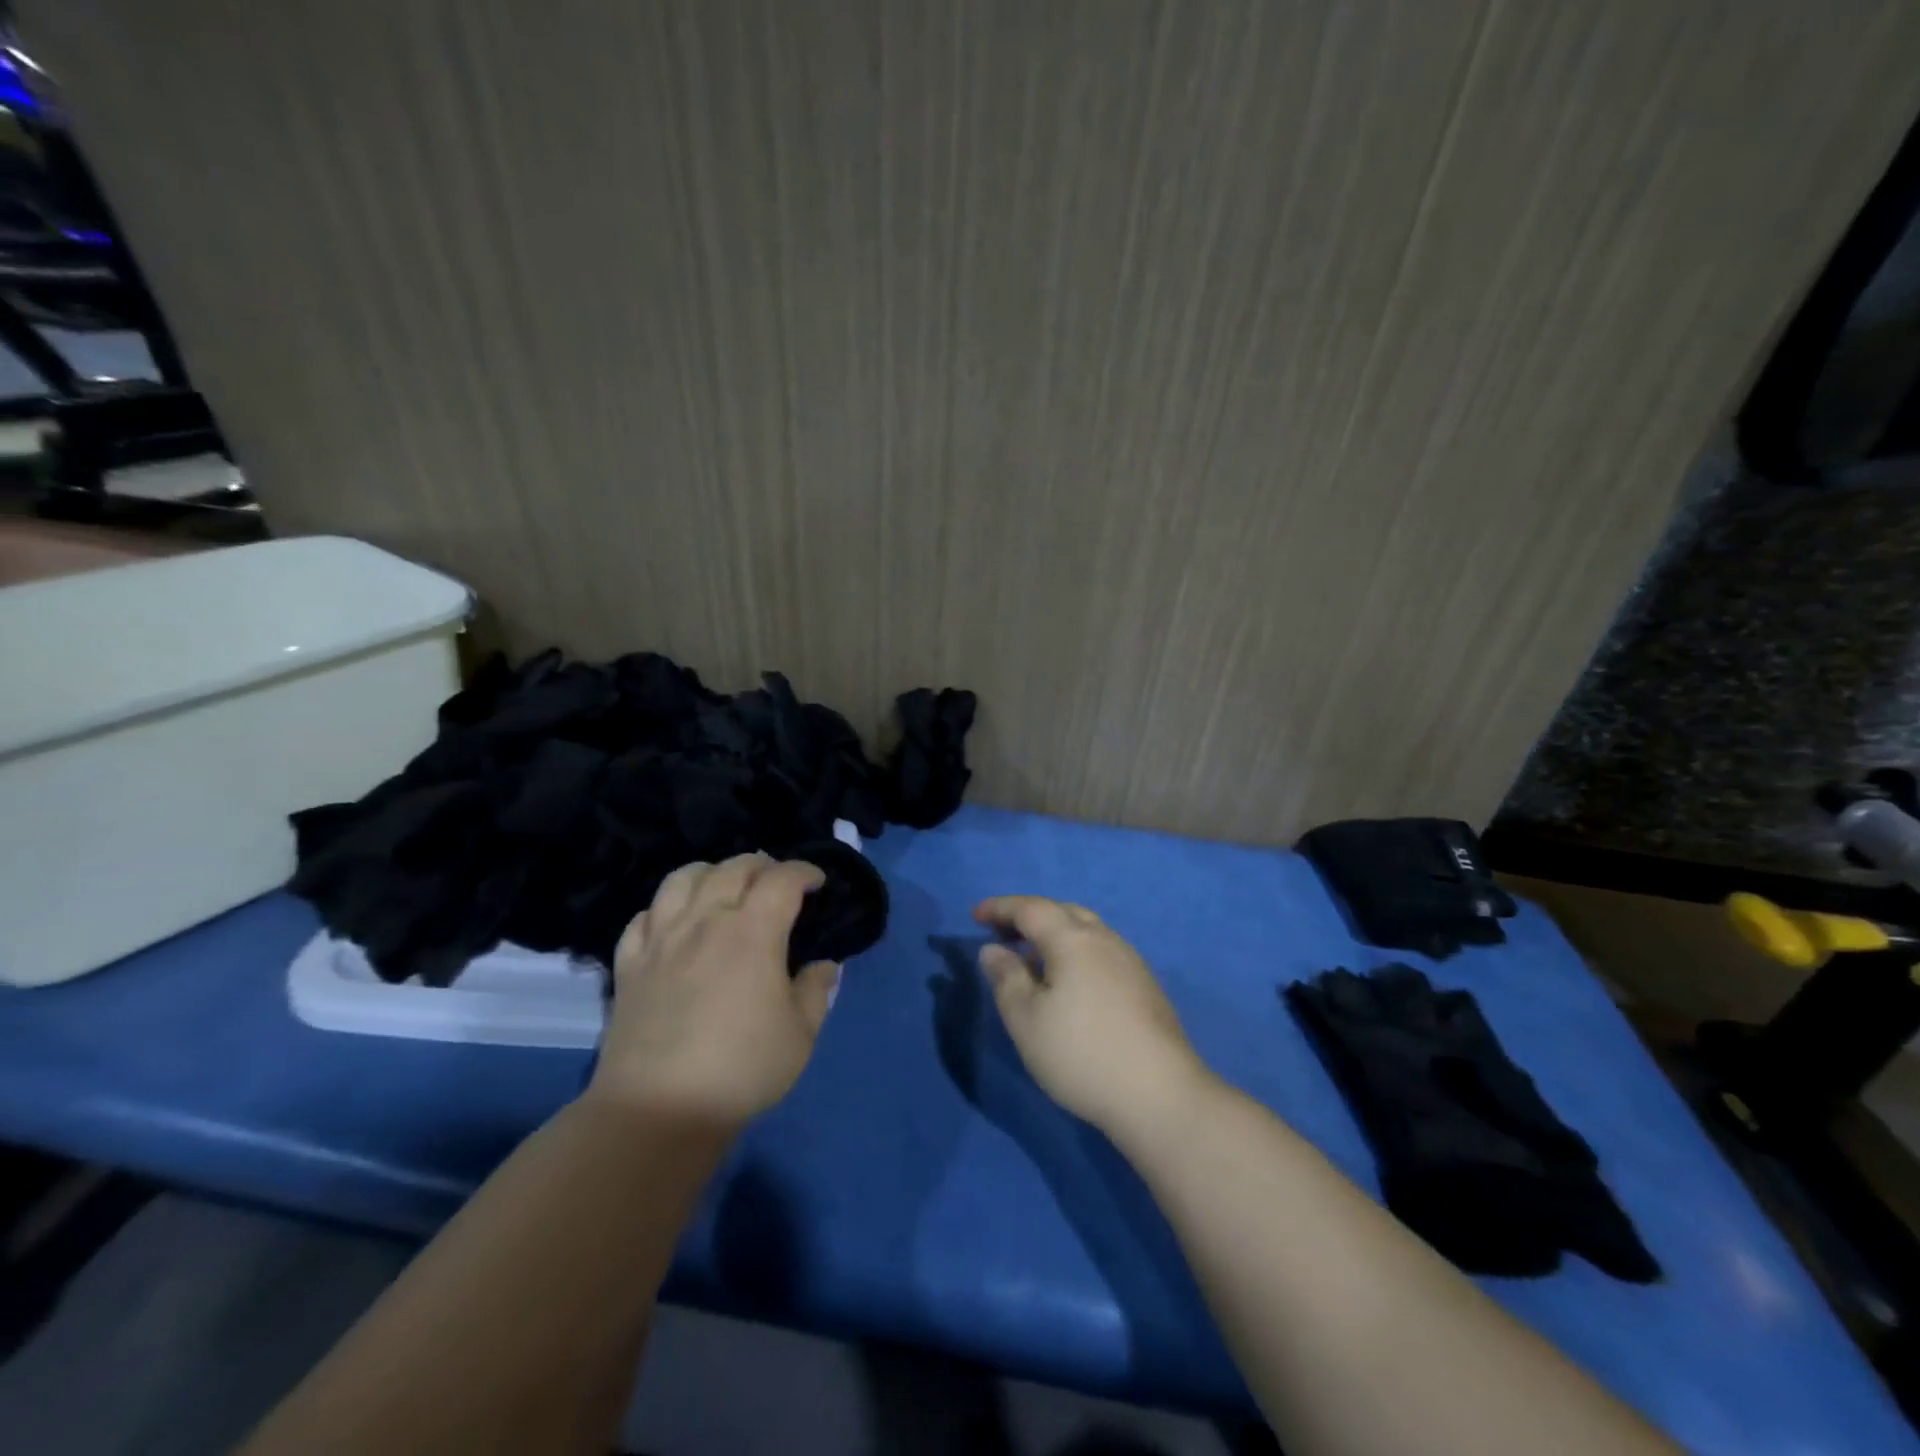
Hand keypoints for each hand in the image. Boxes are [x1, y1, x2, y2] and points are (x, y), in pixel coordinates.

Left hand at [589, 853, 840, 1127]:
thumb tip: (823, 965)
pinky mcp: (629, 964)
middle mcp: (705, 921)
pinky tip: (675, 921)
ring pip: (682, 878)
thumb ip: (816, 991)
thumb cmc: (742, 1069)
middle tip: (776, 881)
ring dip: (711, 872)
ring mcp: (662, 939)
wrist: (658, 1110)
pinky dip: (665, 907)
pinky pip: (644, 916)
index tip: (817, 881)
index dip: (804, 871)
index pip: (782, 879)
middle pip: (733, 868)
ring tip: (724, 886)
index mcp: (753, 932)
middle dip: (762, 865)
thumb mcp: (801, 1034)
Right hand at [973, 896, 1210, 1139]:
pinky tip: (1070, 984)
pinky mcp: (1146, 987)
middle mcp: (1104, 939)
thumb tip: (993, 949)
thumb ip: (1006, 978)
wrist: (1159, 1094)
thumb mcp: (1026, 1019)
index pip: (1031, 908)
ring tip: (1033, 959)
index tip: (975, 916)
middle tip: (1002, 934)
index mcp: (1072, 939)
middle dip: (1029, 917)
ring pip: (1086, 931)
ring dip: (1055, 934)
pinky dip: (1076, 953)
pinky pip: (1101, 952)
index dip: (1000, 908)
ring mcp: (1130, 962)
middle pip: (1063, 912)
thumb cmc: (1081, 1053)